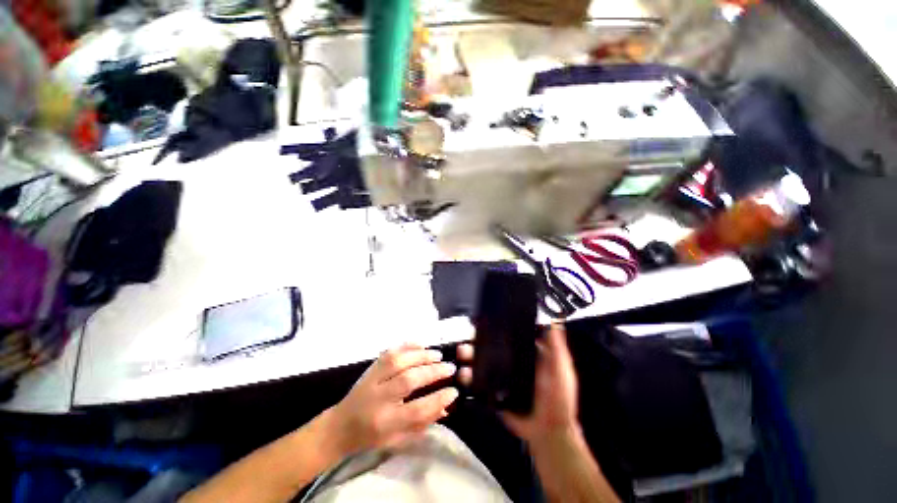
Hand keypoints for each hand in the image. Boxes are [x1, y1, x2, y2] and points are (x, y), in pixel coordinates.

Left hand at [328, 344, 458, 455]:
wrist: (340, 426)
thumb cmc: (372, 437)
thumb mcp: (398, 439)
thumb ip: (422, 423)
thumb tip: (446, 406)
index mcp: (385, 423)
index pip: (416, 410)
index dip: (438, 399)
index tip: (454, 391)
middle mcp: (378, 399)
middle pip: (408, 381)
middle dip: (433, 372)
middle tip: (450, 368)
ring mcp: (372, 380)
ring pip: (398, 362)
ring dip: (421, 356)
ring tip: (438, 355)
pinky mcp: (370, 368)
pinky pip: (389, 352)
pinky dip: (406, 346)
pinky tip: (420, 344)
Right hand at [457, 323, 579, 443]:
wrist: (547, 433)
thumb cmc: (558, 399)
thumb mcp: (561, 370)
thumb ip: (556, 348)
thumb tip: (553, 319)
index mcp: (526, 353)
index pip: (509, 335)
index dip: (497, 326)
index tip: (486, 318)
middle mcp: (511, 362)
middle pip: (491, 346)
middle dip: (478, 339)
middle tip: (470, 335)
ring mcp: (501, 376)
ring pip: (481, 361)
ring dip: (470, 355)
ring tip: (463, 352)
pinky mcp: (493, 391)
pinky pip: (478, 381)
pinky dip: (468, 376)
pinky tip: (464, 373)